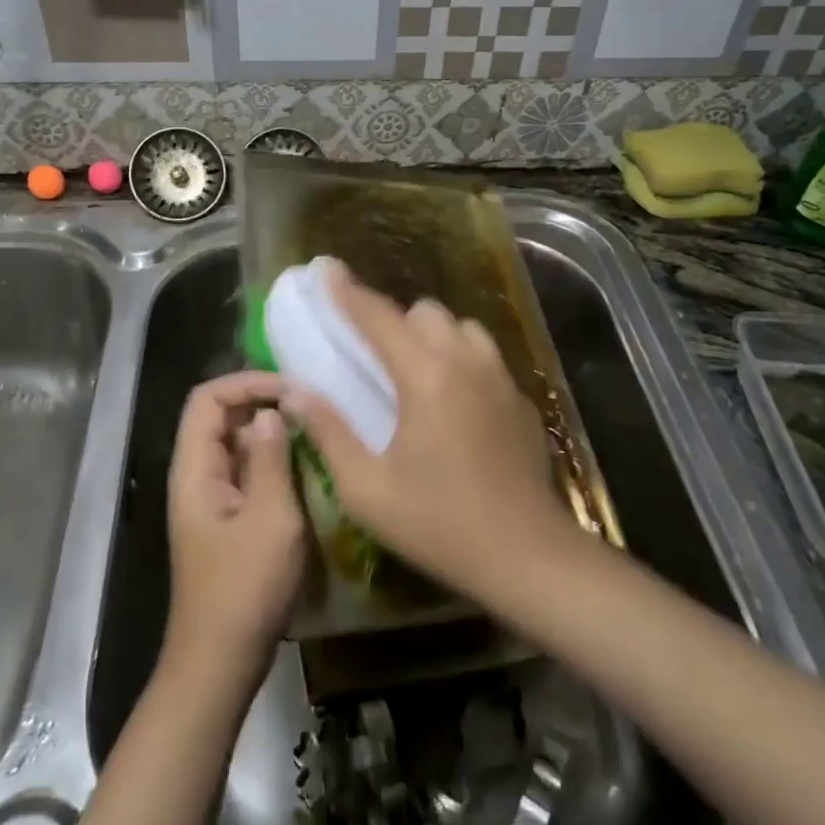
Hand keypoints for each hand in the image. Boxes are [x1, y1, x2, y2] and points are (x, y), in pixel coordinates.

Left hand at [164, 372, 305, 693]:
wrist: (220, 664)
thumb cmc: (244, 590)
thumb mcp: (270, 518)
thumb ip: (270, 458)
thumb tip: (271, 412)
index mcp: (195, 469)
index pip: (208, 398)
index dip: (247, 382)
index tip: (290, 390)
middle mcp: (197, 476)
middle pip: (221, 417)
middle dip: (263, 403)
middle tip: (310, 408)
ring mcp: (212, 500)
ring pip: (237, 445)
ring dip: (272, 434)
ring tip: (315, 433)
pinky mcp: (228, 521)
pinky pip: (248, 474)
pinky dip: (274, 463)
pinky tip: (308, 470)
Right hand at [283, 263, 573, 596]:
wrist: (527, 556)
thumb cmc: (439, 523)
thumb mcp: (367, 489)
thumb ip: (329, 432)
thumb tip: (297, 392)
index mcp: (424, 375)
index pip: (377, 317)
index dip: (346, 291)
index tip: (325, 268)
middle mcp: (465, 361)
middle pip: (425, 312)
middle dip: (394, 320)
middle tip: (372, 353)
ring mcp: (500, 377)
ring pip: (461, 328)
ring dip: (433, 336)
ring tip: (416, 371)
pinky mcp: (521, 399)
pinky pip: (485, 358)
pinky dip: (462, 360)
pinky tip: (455, 403)